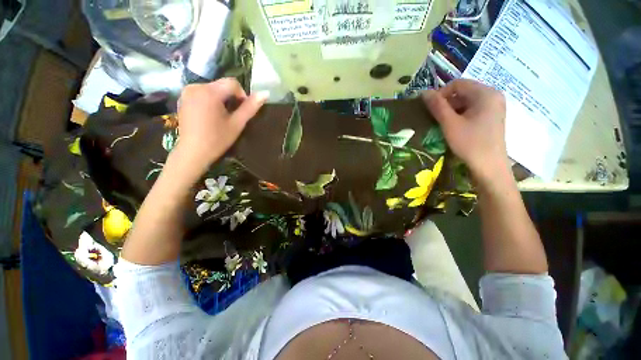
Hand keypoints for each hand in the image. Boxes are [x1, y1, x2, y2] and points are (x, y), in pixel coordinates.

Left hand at [175, 78, 267, 169]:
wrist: (193, 152)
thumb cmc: (217, 139)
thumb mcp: (237, 123)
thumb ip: (250, 107)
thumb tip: (265, 93)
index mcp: (210, 92)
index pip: (233, 83)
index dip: (242, 95)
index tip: (242, 111)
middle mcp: (196, 86)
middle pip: (222, 85)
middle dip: (231, 98)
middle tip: (233, 116)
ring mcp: (187, 92)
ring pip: (212, 89)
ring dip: (221, 99)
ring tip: (222, 117)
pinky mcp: (183, 98)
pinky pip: (202, 93)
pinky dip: (210, 101)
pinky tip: (210, 116)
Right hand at [422, 79, 508, 184]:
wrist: (489, 167)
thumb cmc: (470, 143)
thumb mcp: (450, 124)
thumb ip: (437, 106)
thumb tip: (423, 92)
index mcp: (485, 93)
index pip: (457, 83)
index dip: (440, 93)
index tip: (430, 109)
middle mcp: (493, 95)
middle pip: (463, 91)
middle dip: (446, 102)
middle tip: (435, 118)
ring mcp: (494, 106)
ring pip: (467, 101)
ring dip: (452, 110)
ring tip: (443, 123)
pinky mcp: (493, 116)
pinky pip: (473, 109)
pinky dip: (461, 115)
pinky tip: (455, 127)